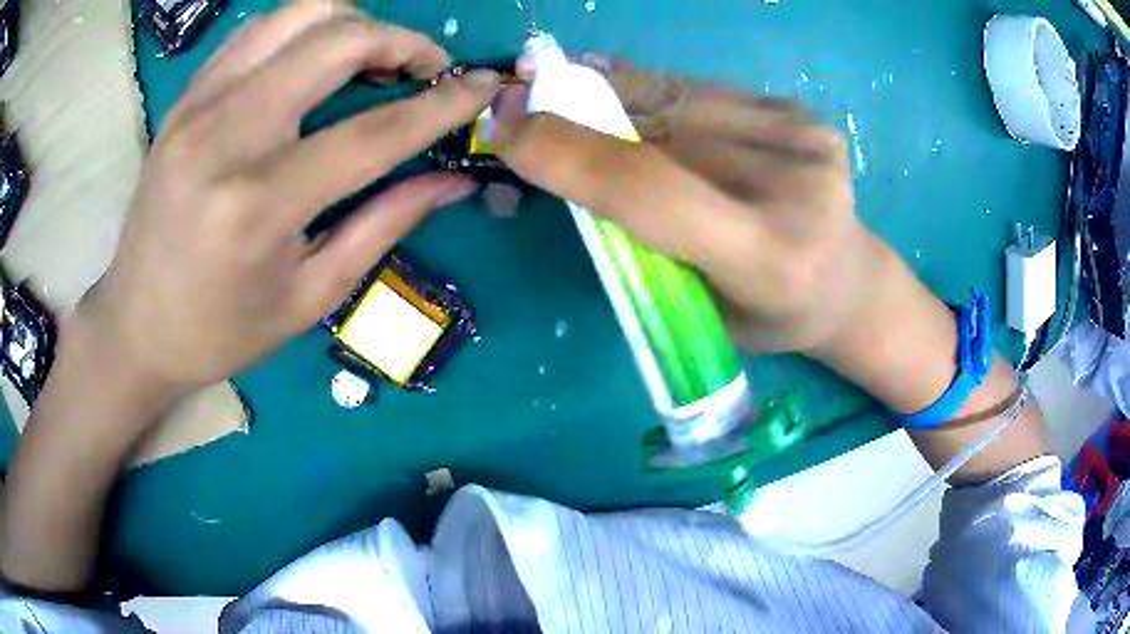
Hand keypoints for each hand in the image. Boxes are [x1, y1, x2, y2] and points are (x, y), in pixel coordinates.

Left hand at [79, 2, 498, 388]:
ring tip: (371, 61)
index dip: (443, 104)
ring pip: (299, 14)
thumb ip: (385, 225)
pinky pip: (259, 30)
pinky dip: (303, 31)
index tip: (485, 87)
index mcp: (260, 205)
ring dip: (353, 25)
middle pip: (337, 40)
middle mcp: (227, 136)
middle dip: (402, 42)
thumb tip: (454, 182)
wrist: (135, 325)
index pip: (375, 131)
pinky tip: (313, 63)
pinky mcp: (185, 98)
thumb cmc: (221, 331)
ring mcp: (199, 106)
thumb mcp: (309, 297)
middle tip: (425, 71)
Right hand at [498, 59, 1047, 483]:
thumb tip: (566, 162)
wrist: (848, 283)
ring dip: (609, 92)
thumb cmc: (766, 316)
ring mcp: (805, 141)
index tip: (505, 128)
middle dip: (576, 110)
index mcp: (766, 259)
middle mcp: (795, 188)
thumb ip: (636, 237)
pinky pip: (705, 90)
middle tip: (519, 97)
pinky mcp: (803, 116)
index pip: (650, 189)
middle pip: (658, 129)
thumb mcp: (694, 305)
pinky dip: (653, 88)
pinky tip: (626, 92)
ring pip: (677, 97)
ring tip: (564, 87)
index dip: (567, 152)